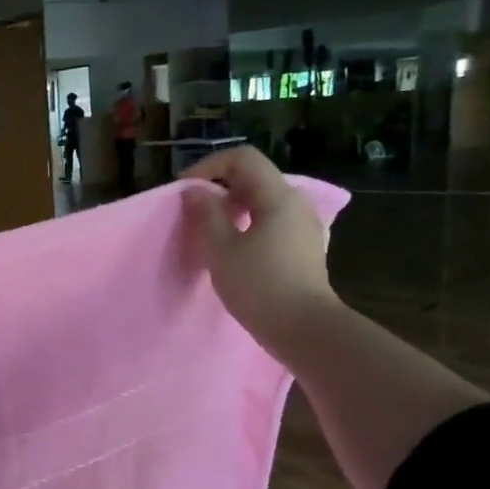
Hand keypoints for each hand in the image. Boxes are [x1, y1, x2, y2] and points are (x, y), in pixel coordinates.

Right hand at [181, 146, 340, 357]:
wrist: (305, 329)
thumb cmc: (260, 286)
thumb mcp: (221, 250)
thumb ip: (205, 215)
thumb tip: (194, 192)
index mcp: (278, 197)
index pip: (242, 158)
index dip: (209, 166)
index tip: (184, 191)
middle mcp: (295, 204)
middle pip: (253, 178)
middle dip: (219, 187)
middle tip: (192, 212)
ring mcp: (303, 226)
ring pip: (261, 201)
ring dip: (231, 208)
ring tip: (208, 231)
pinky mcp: (303, 248)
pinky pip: (270, 221)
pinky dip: (246, 224)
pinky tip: (232, 249)